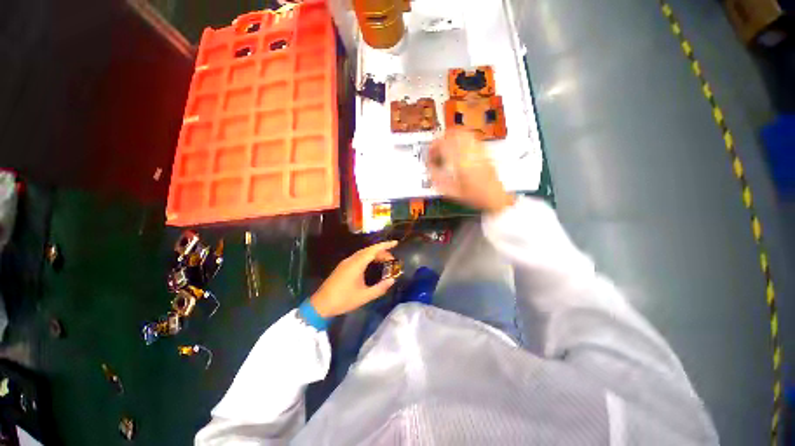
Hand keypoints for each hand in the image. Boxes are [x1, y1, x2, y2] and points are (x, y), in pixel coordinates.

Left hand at [309, 241, 397, 317]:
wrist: (321, 304)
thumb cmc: (343, 300)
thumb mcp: (364, 296)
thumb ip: (380, 288)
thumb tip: (392, 280)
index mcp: (356, 264)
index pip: (373, 250)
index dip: (385, 245)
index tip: (395, 243)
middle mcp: (351, 260)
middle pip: (369, 250)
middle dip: (381, 251)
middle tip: (392, 259)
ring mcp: (346, 262)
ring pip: (363, 253)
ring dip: (374, 254)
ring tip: (384, 261)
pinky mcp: (343, 266)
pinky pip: (358, 257)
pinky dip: (368, 258)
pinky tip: (372, 265)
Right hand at [427, 130, 514, 213]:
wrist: (494, 197)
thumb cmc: (474, 197)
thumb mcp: (452, 192)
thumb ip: (438, 178)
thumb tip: (430, 167)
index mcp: (461, 162)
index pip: (444, 145)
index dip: (433, 147)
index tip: (430, 154)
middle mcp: (471, 153)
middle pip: (454, 133)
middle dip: (442, 138)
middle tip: (437, 148)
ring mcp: (479, 150)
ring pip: (463, 132)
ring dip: (452, 136)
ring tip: (447, 146)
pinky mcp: (484, 152)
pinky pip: (471, 137)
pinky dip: (462, 138)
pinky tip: (459, 148)